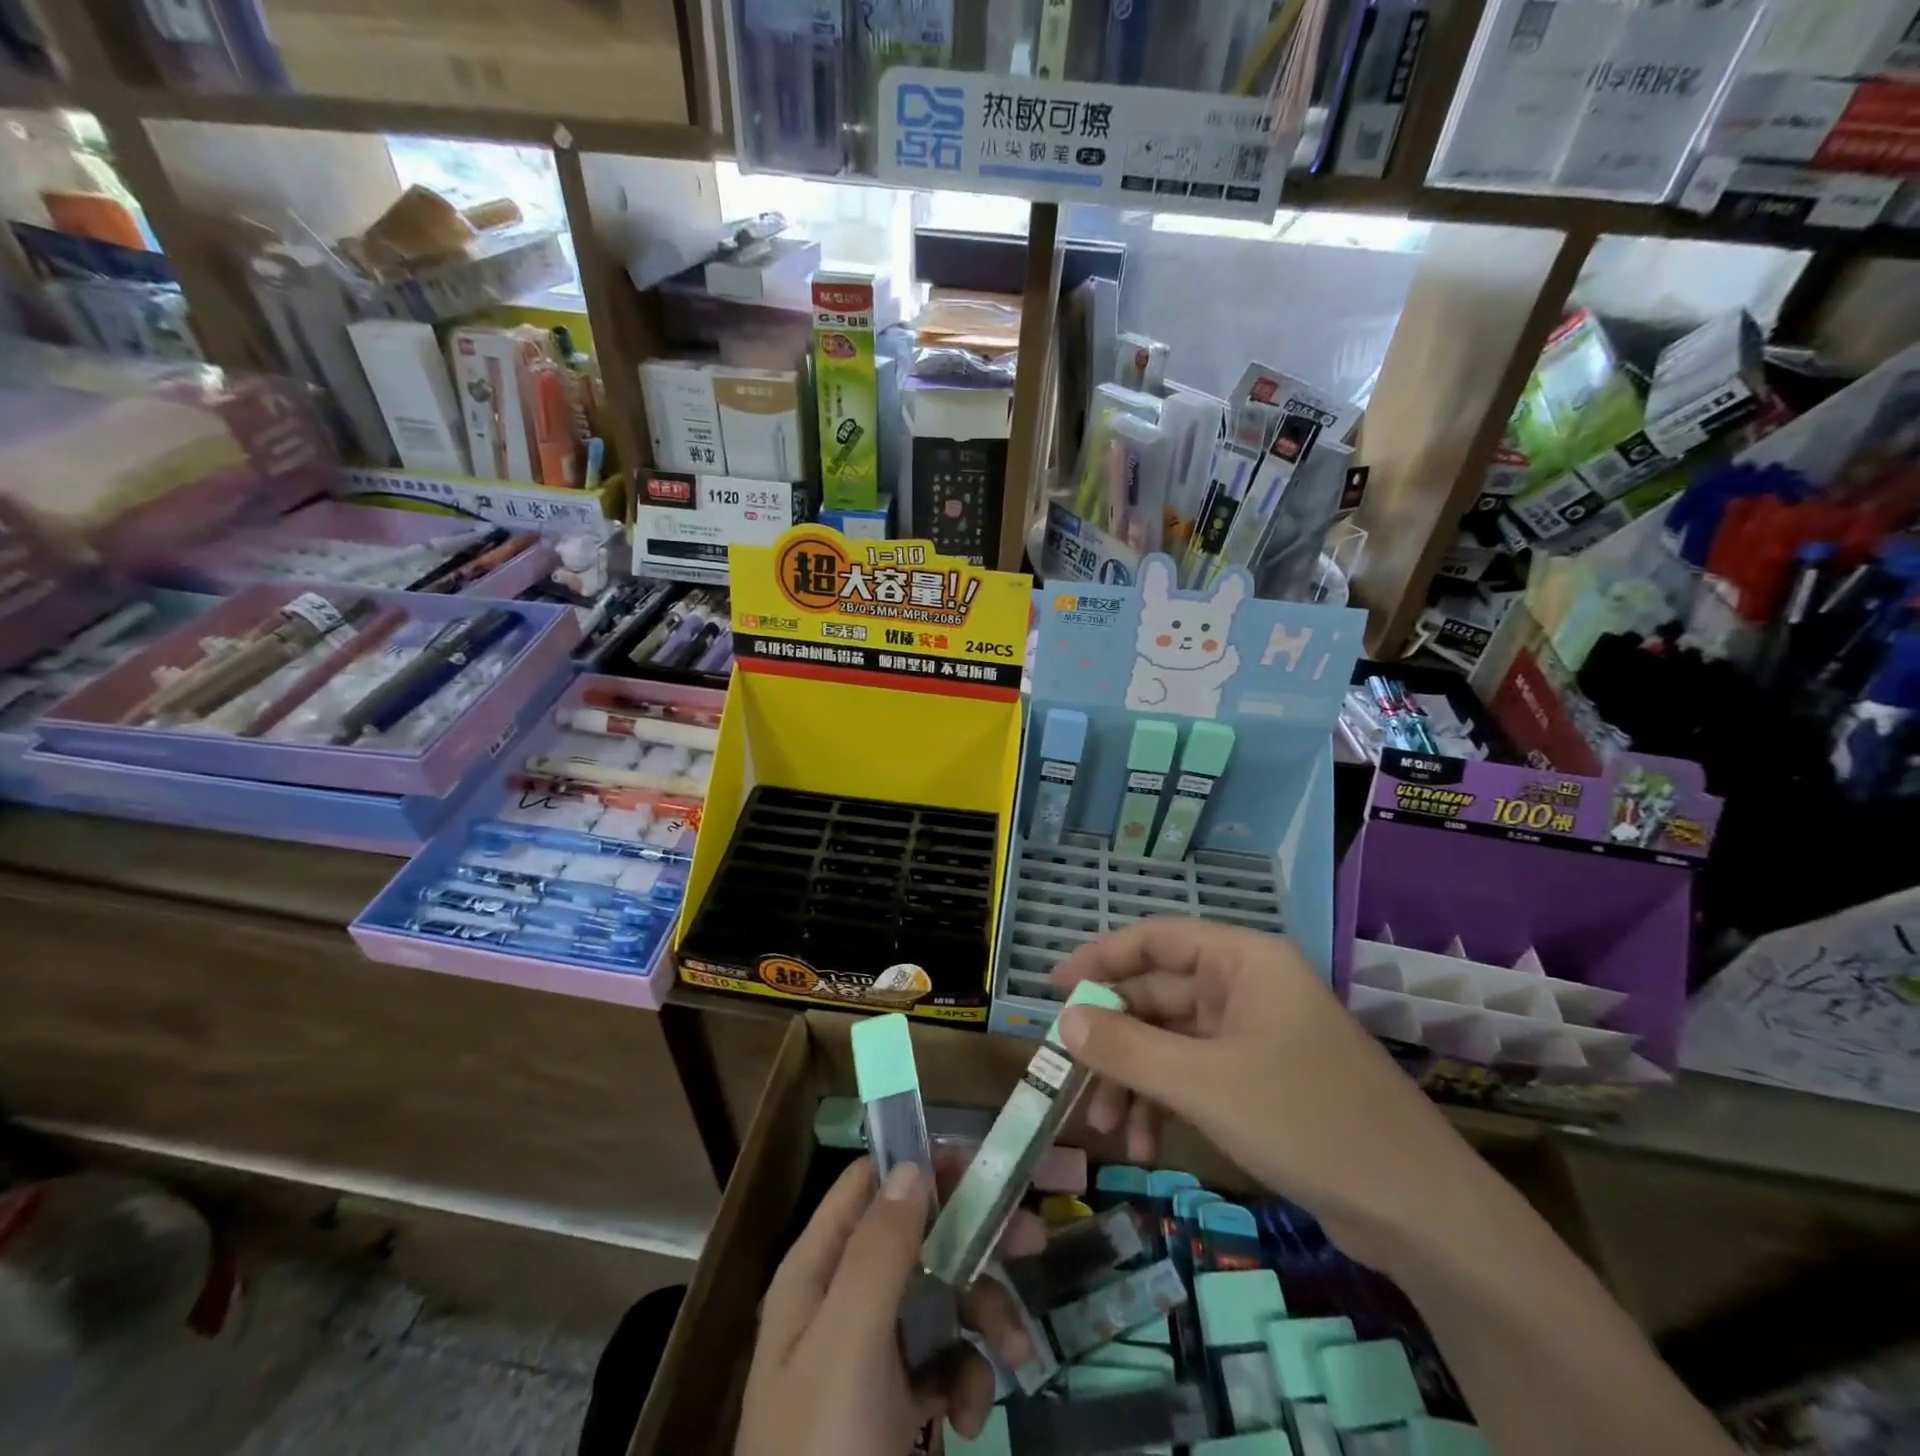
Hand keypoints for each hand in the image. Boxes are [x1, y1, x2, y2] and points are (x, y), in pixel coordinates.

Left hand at [734, 1156, 1040, 1455]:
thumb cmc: (826, 1452)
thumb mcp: (848, 1345)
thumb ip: (879, 1250)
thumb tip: (914, 1163)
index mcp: (816, 1272)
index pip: (869, 1186)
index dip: (922, 1166)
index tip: (982, 1167)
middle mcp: (841, 1301)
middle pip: (916, 1239)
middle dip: (974, 1242)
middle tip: (1033, 1241)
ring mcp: (868, 1356)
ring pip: (938, 1299)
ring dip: (983, 1318)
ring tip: (1017, 1356)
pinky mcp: (893, 1406)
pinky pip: (941, 1363)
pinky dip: (966, 1379)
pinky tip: (973, 1416)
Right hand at [1051, 917, 1493, 1272]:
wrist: (1420, 1213)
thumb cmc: (1307, 1121)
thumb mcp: (1204, 1084)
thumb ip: (1127, 1049)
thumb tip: (1064, 1021)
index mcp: (1242, 961)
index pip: (1155, 939)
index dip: (1100, 959)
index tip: (1053, 988)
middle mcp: (1246, 986)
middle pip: (1158, 997)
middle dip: (1114, 1042)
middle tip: (1071, 1080)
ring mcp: (1254, 1034)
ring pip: (1171, 1041)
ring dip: (1135, 1080)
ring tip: (1107, 1129)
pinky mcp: (1260, 1079)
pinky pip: (1194, 1075)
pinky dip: (1165, 1102)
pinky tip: (1144, 1144)